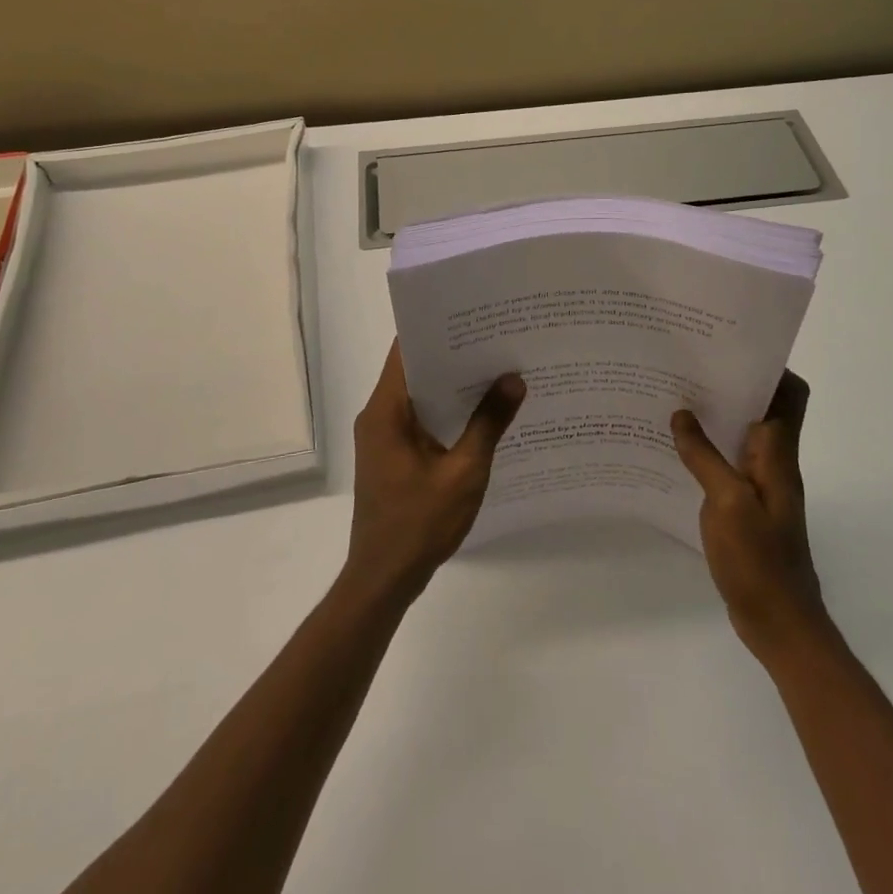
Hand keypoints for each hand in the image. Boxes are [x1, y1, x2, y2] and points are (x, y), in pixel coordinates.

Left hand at [344, 342, 525, 606]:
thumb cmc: (419, 524)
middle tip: (496, 336)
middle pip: (415, 369)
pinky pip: (420, 418)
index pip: (406, 350)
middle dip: (453, 353)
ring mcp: (383, 436)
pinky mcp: (392, 455)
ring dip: (451, 383)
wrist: (383, 579)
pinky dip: (446, 410)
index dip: (437, 328)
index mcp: (386, 410)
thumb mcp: (463, 472)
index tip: (472, 314)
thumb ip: (488, 423)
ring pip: (419, 394)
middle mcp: (379, 415)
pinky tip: (481, 412)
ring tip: (496, 366)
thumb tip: (513, 378)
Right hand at [672, 371, 831, 662]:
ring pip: (742, 434)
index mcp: (778, 454)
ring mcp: (761, 486)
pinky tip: (675, 449)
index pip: (790, 395)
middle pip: (763, 408)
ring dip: (716, 416)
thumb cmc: (759, 559)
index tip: (732, 347)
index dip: (770, 367)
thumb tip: (682, 414)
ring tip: (674, 398)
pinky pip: (728, 463)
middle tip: (689, 366)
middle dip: (732, 384)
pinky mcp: (746, 506)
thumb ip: (704, 456)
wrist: (780, 624)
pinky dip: (707, 449)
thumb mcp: (726, 502)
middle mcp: (774, 462)